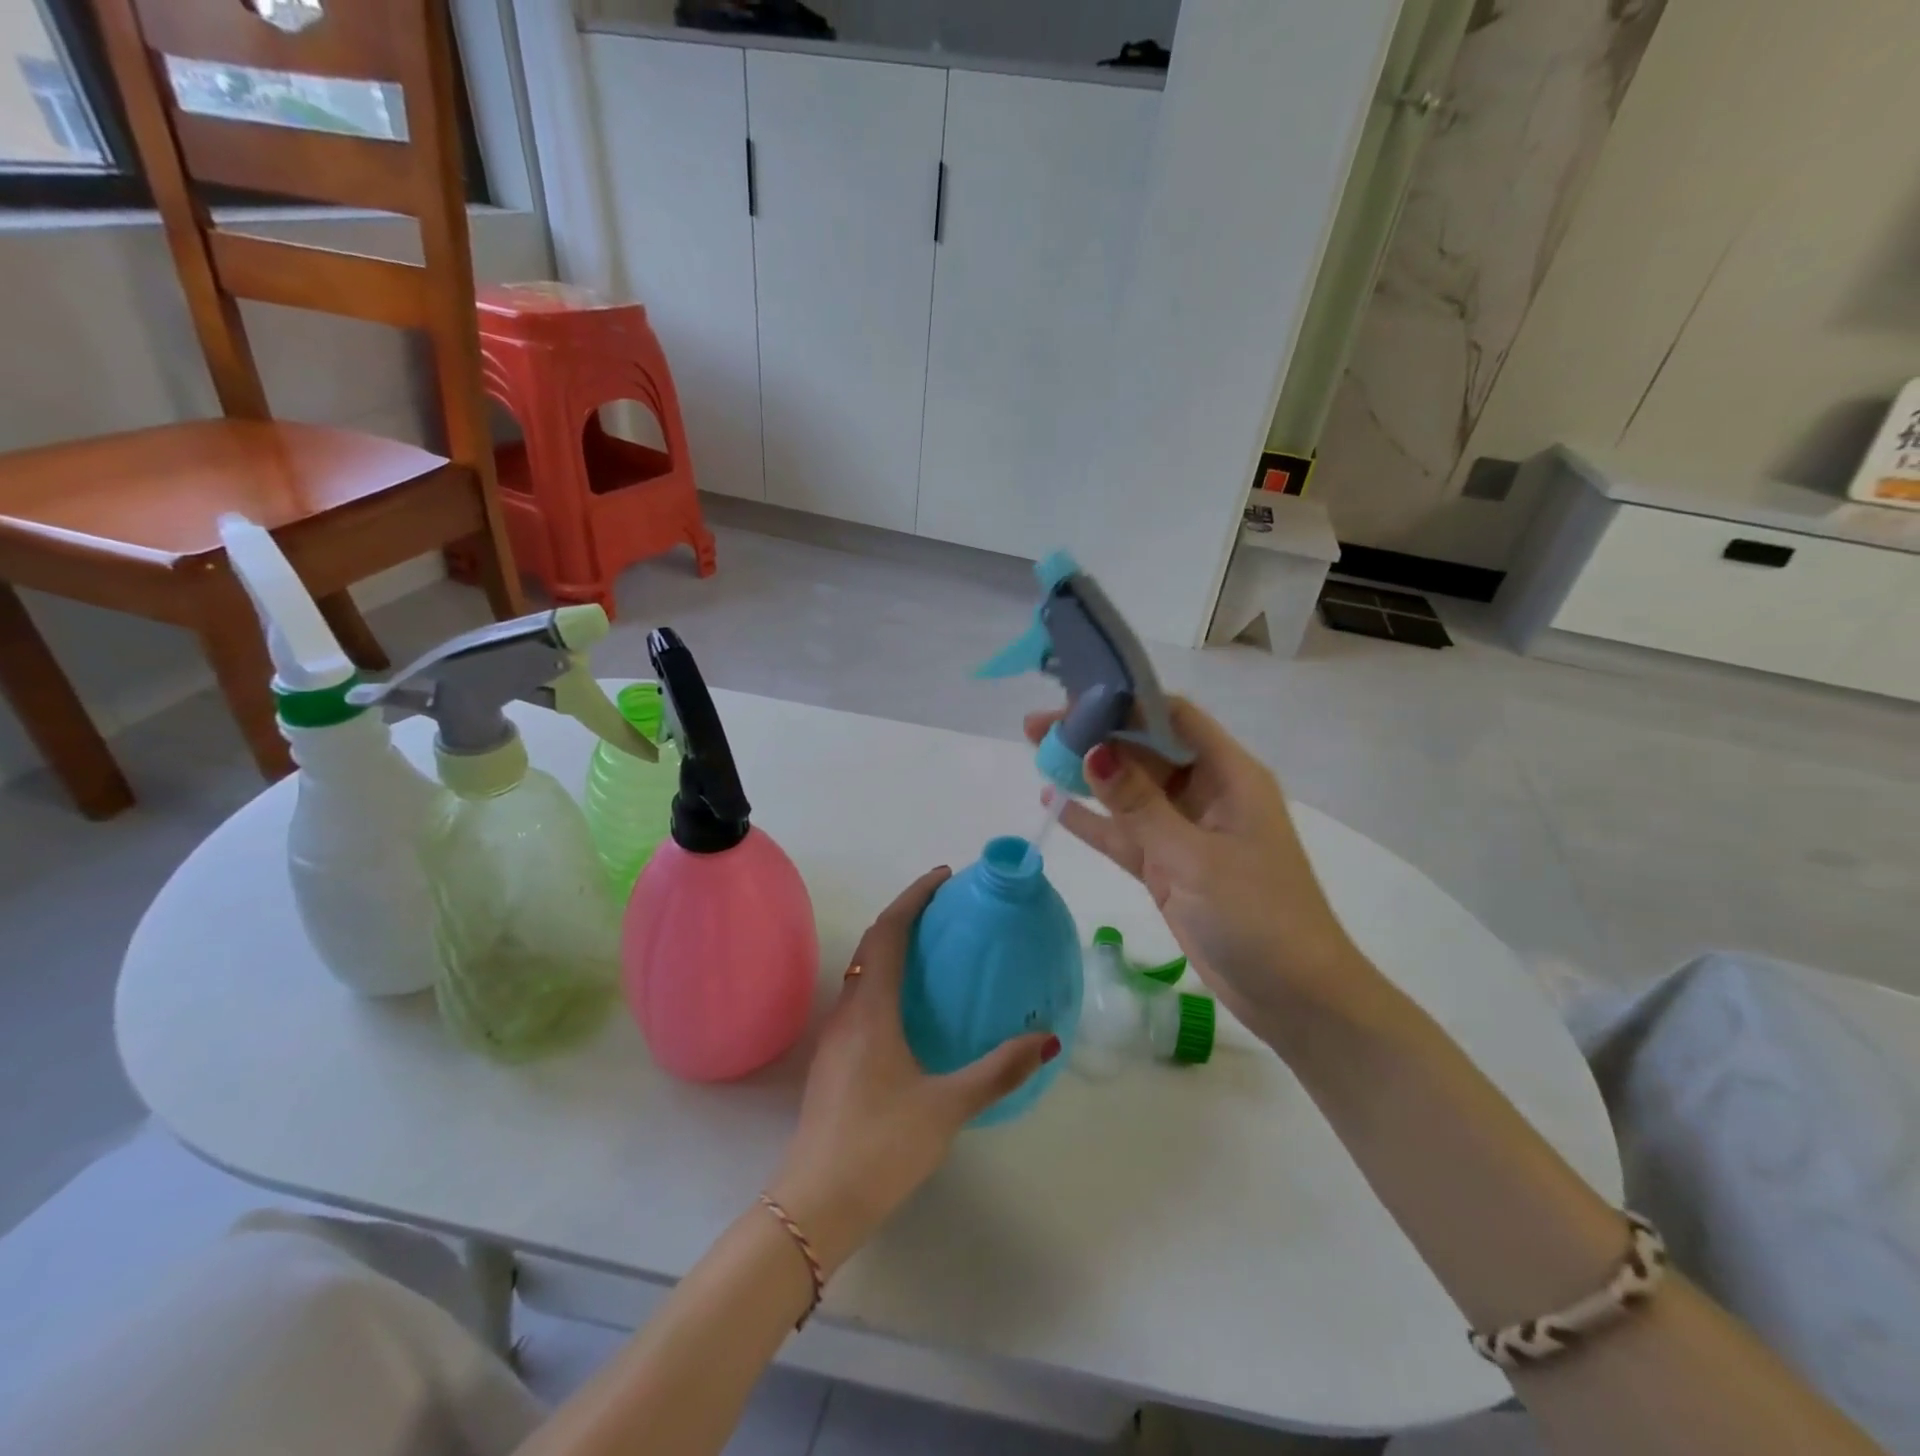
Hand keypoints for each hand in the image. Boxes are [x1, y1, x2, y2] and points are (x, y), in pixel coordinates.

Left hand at [767, 868, 1057, 1274]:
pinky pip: (861, 996)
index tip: (943, 877)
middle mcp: (848, 1010)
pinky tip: (912, 1007)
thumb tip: (1047, 1039)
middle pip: (872, 943)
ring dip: (893, 946)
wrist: (815, 1203)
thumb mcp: (947, 1106)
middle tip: (946, 908)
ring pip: (863, 970)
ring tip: (934, 948)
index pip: (888, 931)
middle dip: (906, 915)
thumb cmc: (881, 1145)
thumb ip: (998, 1071)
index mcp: (871, 1008)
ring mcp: (835, 1036)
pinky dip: (886, 978)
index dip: (914, 897)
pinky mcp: (834, 1060)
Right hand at [1025, 699, 1373, 1034]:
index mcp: (1229, 775)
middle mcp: (1206, 793)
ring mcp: (1185, 831)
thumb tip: (1093, 752)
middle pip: (1144, 751)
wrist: (1294, 998)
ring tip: (1037, 755)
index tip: (1075, 697)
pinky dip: (1092, 821)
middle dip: (1094, 737)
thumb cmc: (1258, 916)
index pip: (1173, 718)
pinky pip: (1125, 833)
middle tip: (1037, 728)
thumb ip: (1139, 805)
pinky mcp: (1168, 867)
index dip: (1126, 702)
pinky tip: (1053, 804)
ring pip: (1129, 791)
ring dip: (1087, 775)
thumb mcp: (1192, 857)